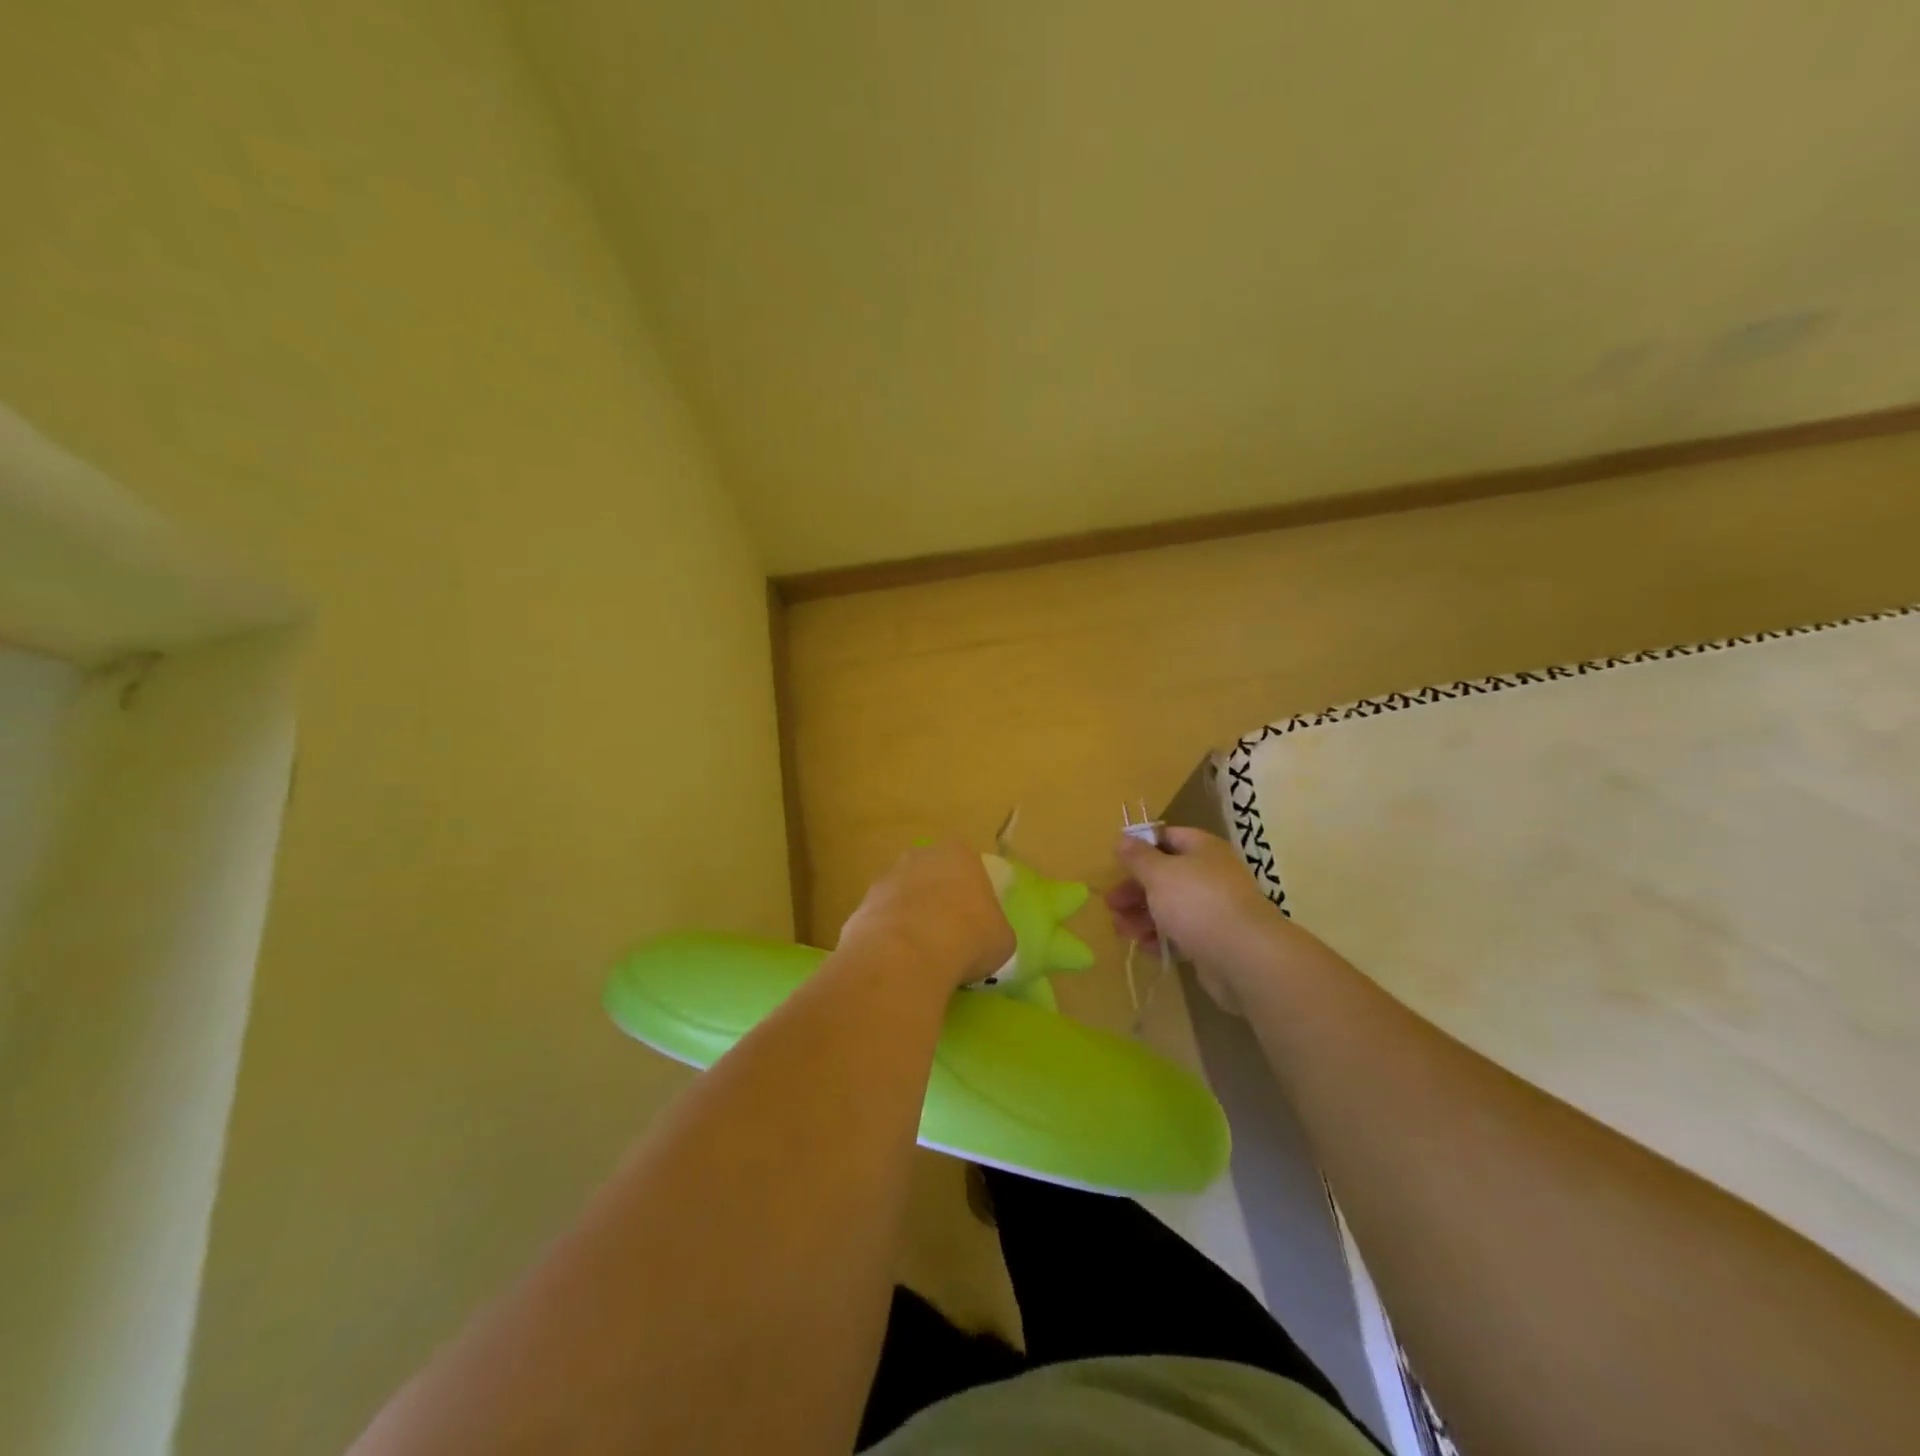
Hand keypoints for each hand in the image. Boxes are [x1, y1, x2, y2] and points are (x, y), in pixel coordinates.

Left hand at [838, 841, 1015, 990]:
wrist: (906, 955)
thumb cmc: (968, 938)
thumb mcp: (1002, 939)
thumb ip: (994, 930)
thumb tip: (985, 939)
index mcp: (959, 854)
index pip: (969, 868)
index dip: (973, 896)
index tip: (975, 924)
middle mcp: (920, 857)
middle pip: (932, 877)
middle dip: (937, 902)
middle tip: (948, 938)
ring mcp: (886, 879)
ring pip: (903, 898)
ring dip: (910, 920)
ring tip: (922, 957)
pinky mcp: (861, 906)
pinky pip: (882, 922)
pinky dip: (889, 940)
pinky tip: (898, 964)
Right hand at [1106, 827, 1293, 1009]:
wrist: (1244, 957)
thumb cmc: (1197, 903)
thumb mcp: (1159, 873)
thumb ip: (1138, 857)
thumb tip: (1123, 838)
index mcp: (1203, 849)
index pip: (1168, 837)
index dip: (1141, 847)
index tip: (1116, 863)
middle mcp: (1211, 875)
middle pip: (1165, 876)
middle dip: (1135, 890)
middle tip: (1110, 904)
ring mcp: (1214, 909)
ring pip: (1170, 907)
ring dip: (1142, 916)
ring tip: (1121, 930)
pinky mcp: (1214, 940)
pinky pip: (1181, 934)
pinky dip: (1161, 938)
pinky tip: (1145, 947)